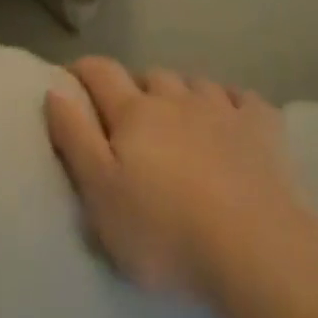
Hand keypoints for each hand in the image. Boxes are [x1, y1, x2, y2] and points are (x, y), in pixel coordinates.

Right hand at [44, 58, 307, 304]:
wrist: (257, 248)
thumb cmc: (166, 231)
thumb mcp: (101, 196)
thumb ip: (75, 139)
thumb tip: (55, 90)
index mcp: (134, 113)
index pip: (101, 74)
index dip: (84, 69)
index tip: (71, 76)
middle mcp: (176, 98)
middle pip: (151, 76)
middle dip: (137, 87)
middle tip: (132, 115)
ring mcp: (222, 108)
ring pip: (195, 82)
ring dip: (183, 93)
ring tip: (181, 117)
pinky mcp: (262, 127)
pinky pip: (243, 98)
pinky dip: (233, 102)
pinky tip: (233, 117)